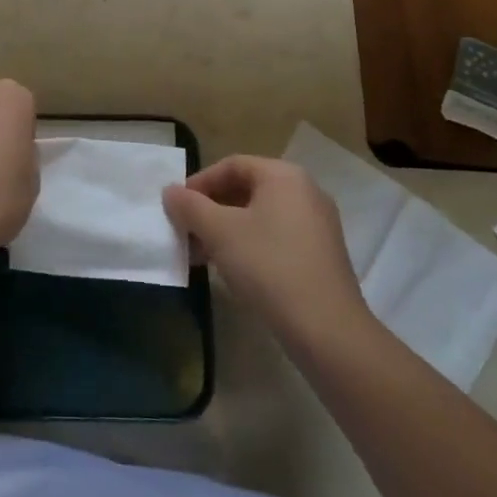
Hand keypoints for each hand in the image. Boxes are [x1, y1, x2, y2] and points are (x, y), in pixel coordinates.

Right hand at [163, 155, 370, 342]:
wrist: (327, 330)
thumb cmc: (269, 266)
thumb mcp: (219, 232)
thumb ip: (190, 206)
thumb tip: (170, 192)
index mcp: (284, 176)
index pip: (232, 165)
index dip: (199, 183)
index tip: (177, 208)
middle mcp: (305, 191)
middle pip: (247, 189)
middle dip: (211, 209)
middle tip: (187, 232)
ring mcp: (318, 224)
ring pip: (260, 216)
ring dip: (227, 230)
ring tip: (203, 256)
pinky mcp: (321, 255)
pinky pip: (277, 237)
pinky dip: (250, 245)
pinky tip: (232, 270)